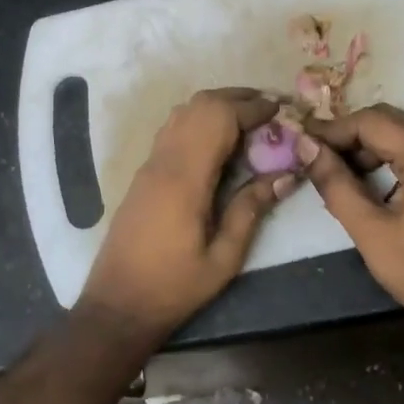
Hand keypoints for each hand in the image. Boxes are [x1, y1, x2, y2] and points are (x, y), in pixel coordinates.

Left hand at [77, 89, 296, 335]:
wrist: (117, 305)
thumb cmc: (174, 287)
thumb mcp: (224, 258)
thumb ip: (251, 210)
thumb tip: (286, 175)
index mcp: (185, 179)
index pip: (219, 119)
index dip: (252, 108)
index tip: (281, 111)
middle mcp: (164, 161)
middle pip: (199, 105)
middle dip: (237, 98)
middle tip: (270, 110)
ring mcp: (149, 164)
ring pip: (183, 112)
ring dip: (217, 106)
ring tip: (250, 120)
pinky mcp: (143, 174)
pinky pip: (173, 129)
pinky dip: (199, 120)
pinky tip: (219, 141)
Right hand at [298, 104, 403, 346]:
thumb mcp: (369, 231)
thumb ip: (335, 183)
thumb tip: (305, 147)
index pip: (373, 122)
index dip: (334, 129)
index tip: (304, 145)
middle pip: (391, 122)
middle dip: (351, 137)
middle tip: (317, 159)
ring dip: (370, 148)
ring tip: (340, 174)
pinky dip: (393, 159)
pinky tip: (370, 182)